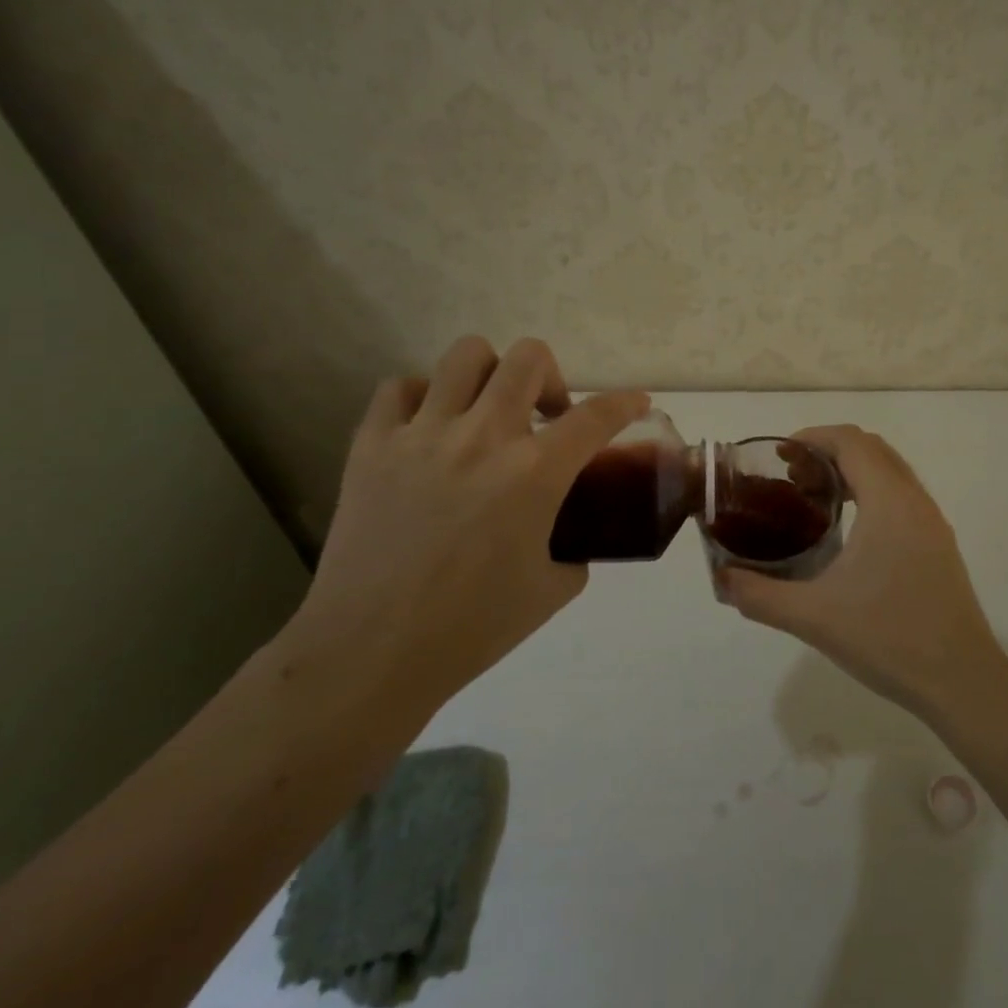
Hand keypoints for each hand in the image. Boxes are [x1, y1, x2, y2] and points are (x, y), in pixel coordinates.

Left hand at [289, 336, 648, 711]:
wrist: (371, 653)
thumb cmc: (471, 627)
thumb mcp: (552, 589)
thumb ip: (574, 550)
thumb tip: (571, 538)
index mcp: (534, 473)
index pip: (597, 416)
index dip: (626, 403)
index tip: (636, 402)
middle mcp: (483, 437)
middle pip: (529, 358)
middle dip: (552, 378)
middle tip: (546, 417)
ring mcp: (423, 434)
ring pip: (466, 355)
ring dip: (491, 375)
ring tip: (488, 411)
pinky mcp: (373, 445)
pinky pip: (401, 388)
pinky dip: (425, 397)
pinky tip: (431, 429)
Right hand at [717, 425, 1007, 719]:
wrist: (963, 682)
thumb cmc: (889, 639)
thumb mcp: (813, 618)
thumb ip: (760, 594)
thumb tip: (721, 578)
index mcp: (889, 502)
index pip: (851, 442)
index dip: (813, 437)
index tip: (779, 454)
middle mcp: (915, 501)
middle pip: (871, 448)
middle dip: (829, 450)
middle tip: (791, 475)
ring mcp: (932, 522)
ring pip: (890, 470)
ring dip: (852, 469)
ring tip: (814, 496)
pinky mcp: (938, 544)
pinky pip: (902, 494)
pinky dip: (871, 490)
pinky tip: (849, 530)